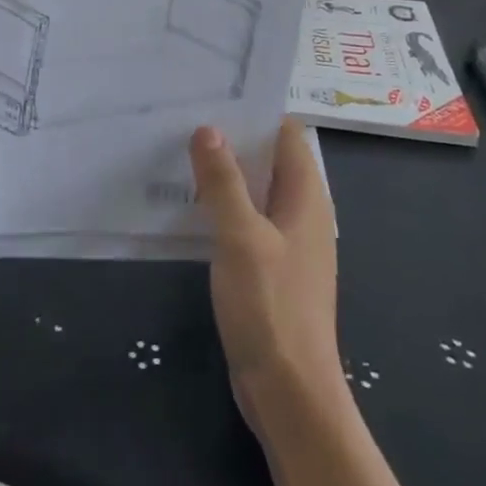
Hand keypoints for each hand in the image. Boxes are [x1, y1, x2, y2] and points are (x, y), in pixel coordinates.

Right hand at [190, 122, 345, 426]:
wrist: (290, 392)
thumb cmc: (271, 307)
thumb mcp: (241, 238)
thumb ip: (224, 181)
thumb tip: (208, 128)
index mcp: (307, 197)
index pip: (285, 134)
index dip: (254, 110)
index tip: (213, 93)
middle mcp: (302, 212)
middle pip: (269, 159)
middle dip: (232, 139)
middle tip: (184, 117)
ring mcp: (287, 242)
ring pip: (255, 191)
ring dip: (224, 174)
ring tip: (178, 151)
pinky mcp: (270, 267)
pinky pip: (247, 220)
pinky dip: (223, 206)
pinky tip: (189, 204)